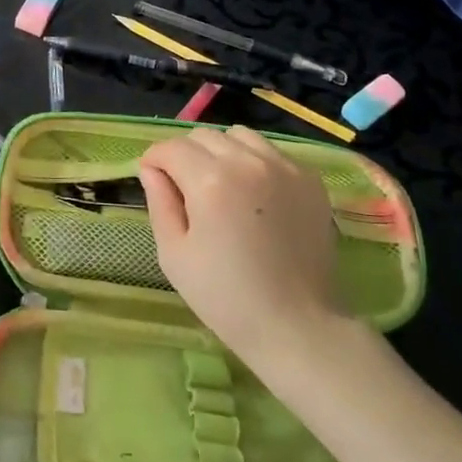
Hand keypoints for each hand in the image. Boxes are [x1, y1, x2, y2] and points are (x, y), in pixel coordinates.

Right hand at [137, 126, 354, 370]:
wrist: (297, 326)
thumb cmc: (226, 297)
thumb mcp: (174, 255)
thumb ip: (159, 203)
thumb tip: (152, 170)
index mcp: (210, 181)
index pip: (171, 148)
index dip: (155, 161)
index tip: (153, 179)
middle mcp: (248, 162)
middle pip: (203, 136)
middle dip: (185, 154)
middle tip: (185, 188)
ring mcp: (284, 167)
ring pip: (239, 136)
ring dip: (221, 152)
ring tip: (222, 186)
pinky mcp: (310, 179)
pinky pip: (271, 152)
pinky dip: (254, 162)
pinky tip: (254, 195)